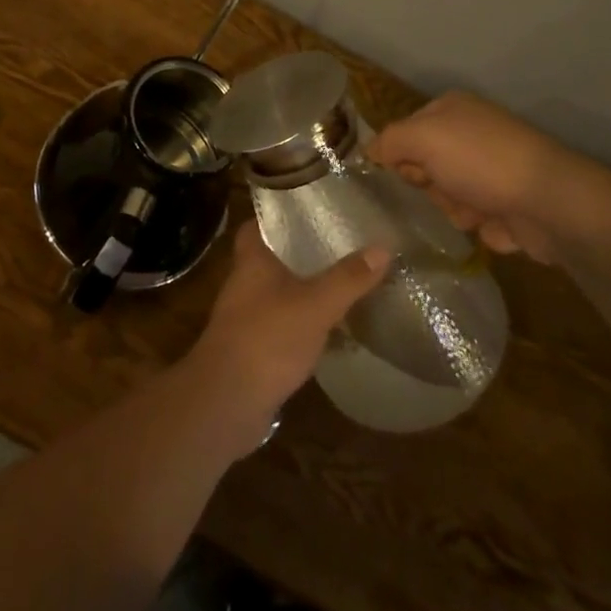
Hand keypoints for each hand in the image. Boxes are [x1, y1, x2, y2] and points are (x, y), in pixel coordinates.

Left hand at [185, 222, 389, 446]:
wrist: (227, 402)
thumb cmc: (267, 338)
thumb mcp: (315, 305)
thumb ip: (347, 278)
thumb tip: (383, 246)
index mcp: (251, 260)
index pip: (256, 224)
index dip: (277, 214)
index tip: (307, 208)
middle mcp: (243, 283)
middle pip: (270, 257)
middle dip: (298, 252)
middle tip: (335, 245)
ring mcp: (245, 317)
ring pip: (276, 292)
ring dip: (301, 289)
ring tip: (338, 283)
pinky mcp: (252, 349)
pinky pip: (279, 325)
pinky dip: (299, 323)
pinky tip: (327, 330)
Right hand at [369, 91, 595, 265]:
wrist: (550, 202)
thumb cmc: (481, 160)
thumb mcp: (422, 138)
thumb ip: (389, 141)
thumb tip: (370, 152)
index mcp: (452, 109)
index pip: (405, 131)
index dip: (400, 155)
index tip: (405, 174)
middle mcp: (471, 134)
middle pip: (425, 166)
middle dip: (429, 186)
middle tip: (442, 192)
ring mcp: (492, 170)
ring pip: (447, 196)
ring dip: (455, 210)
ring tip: (474, 213)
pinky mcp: (509, 204)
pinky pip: (475, 220)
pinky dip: (481, 227)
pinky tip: (495, 226)